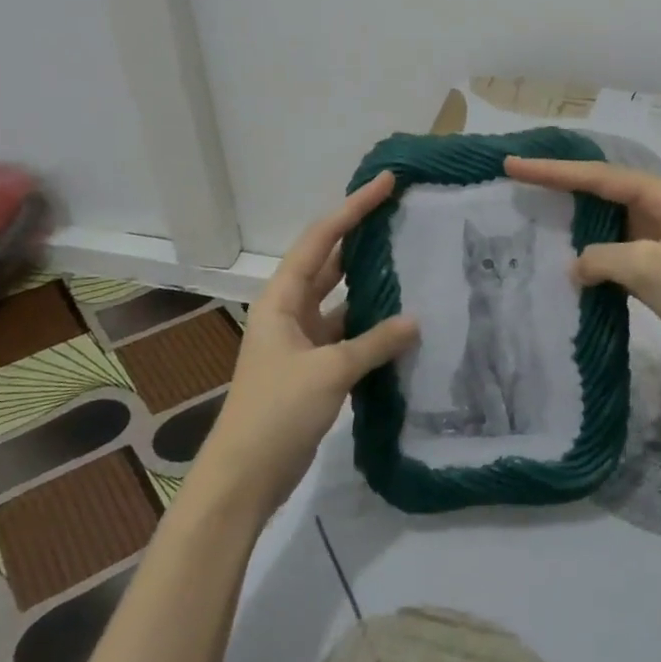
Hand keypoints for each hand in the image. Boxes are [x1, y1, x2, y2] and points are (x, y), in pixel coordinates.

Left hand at [191, 172, 418, 520]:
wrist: (244, 478)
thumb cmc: (276, 412)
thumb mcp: (329, 371)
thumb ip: (374, 343)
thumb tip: (416, 320)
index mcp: (281, 298)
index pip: (321, 239)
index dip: (353, 208)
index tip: (386, 183)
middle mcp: (289, 310)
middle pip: (329, 261)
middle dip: (361, 237)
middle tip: (402, 215)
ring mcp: (301, 339)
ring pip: (341, 298)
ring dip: (369, 283)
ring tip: (410, 260)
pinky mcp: (313, 367)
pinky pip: (348, 333)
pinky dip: (372, 326)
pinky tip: (402, 322)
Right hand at [504, 156, 660, 362]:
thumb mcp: (648, 266)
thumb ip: (602, 257)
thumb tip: (576, 266)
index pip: (600, 176)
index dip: (554, 170)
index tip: (514, 165)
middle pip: (601, 191)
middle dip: (561, 185)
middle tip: (517, 178)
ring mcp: (658, 241)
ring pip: (606, 222)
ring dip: (573, 219)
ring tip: (532, 211)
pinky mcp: (655, 270)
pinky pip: (612, 252)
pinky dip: (588, 254)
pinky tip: (564, 257)